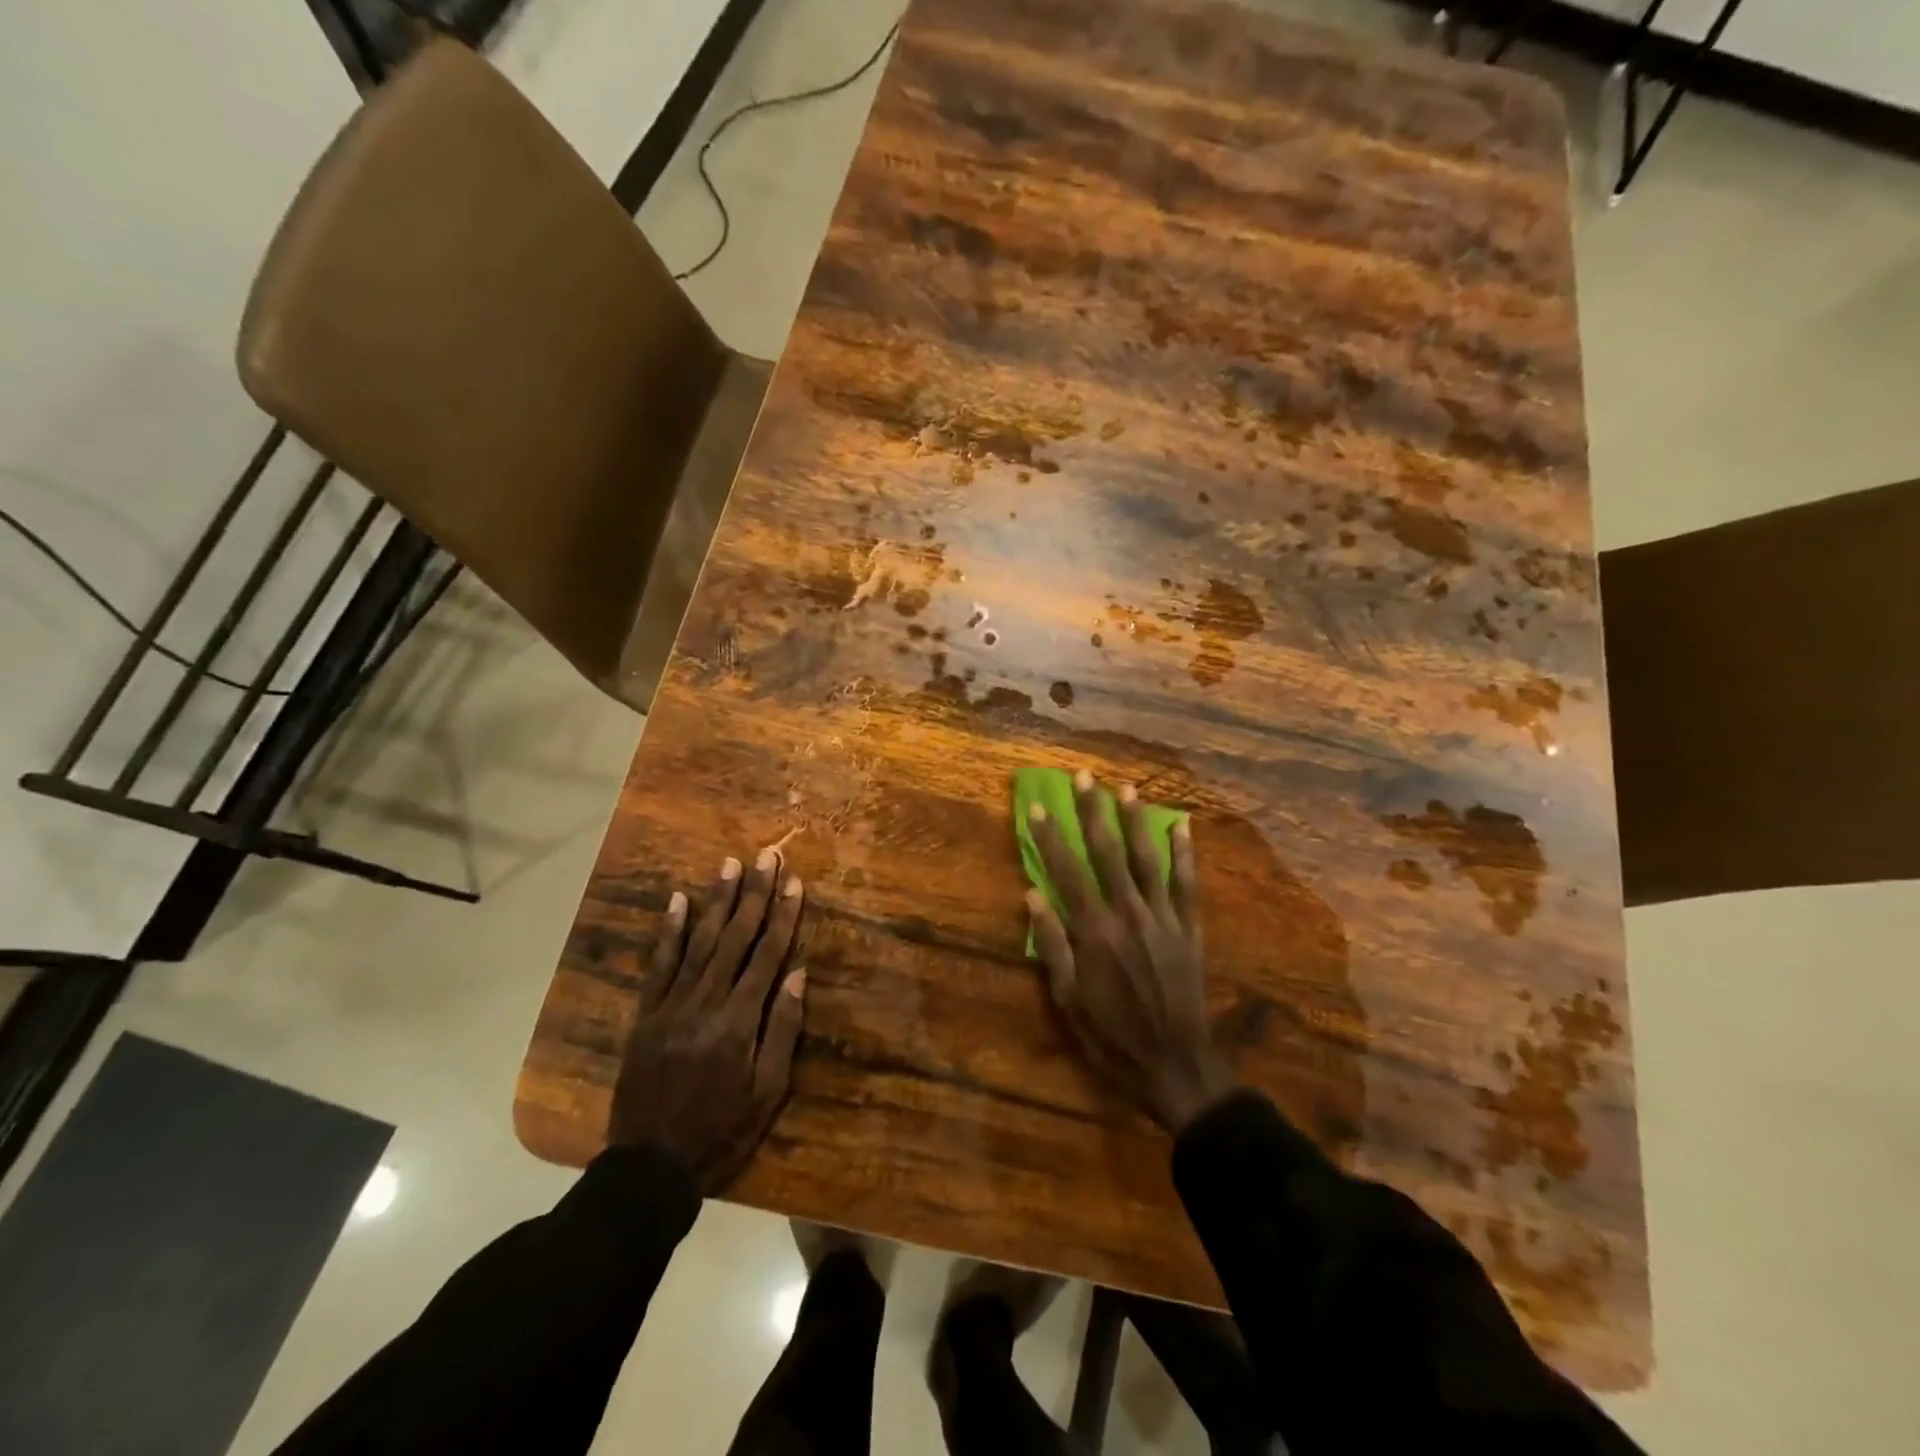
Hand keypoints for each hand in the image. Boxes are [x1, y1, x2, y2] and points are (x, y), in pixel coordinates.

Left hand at [608, 849, 807, 1193]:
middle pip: (735, 938)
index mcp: (740, 1021)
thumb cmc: (722, 1130)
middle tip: (766, 856)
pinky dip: (670, 931)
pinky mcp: (646, 1014)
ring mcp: (671, 1005)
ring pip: (699, 942)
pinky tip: (679, 900)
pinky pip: (659, 964)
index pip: (767, 955)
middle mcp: (706, 1002)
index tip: (794, 882)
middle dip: (754, 894)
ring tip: (729, 864)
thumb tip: (798, 973)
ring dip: (717, 901)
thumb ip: (783, 1029)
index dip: (782, 916)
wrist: (650, 1165)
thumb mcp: (768, 1092)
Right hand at [1025, 772, 1231, 1132]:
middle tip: (1085, 777)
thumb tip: (1032, 894)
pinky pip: (1187, 884)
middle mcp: (1128, 914)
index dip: (1050, 838)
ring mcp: (1163, 919)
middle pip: (1107, 853)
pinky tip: (1182, 826)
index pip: (1066, 872)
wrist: (1176, 1065)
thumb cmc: (1112, 1036)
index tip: (1039, 807)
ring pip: (1147, 859)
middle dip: (1093, 812)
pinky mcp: (1189, 929)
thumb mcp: (1068, 1000)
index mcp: (1094, 932)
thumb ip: (1052, 944)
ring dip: (1136, 822)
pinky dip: (1185, 854)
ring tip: (1127, 789)